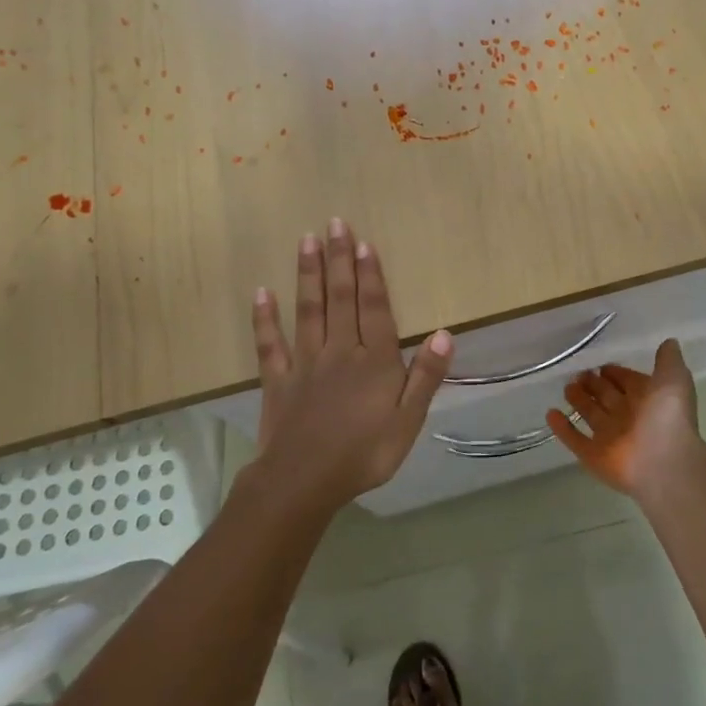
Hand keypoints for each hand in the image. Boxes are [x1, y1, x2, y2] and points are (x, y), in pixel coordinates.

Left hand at [251, 218, 453, 512]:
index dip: (370, 274)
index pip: (373, 308)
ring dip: (308, 275)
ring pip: (308, 311)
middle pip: (340, 298)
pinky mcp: (277, 380)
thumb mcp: (408, 421)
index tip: (363, 242)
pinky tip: (261, 293)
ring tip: (306, 241)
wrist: (304, 482)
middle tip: (334, 223)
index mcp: (374, 361)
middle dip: (339, 259)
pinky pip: (270, 344)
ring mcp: (305, 363)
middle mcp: (340, 351)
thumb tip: (444, 334)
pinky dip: (265, 318)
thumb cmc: (364, 453)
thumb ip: (426, 376)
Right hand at [546, 339, 702, 498]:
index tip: (601, 365)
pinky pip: (575, 440)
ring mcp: (610, 438)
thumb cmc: (669, 417)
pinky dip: (562, 428)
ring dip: (579, 402)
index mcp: (648, 400)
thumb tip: (669, 341)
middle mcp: (629, 418)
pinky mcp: (594, 457)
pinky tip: (550, 413)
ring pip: (591, 416)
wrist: (664, 463)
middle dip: (594, 385)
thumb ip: (668, 359)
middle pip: (607, 397)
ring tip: (566, 387)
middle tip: (579, 373)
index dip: (616, 374)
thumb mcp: (673, 378)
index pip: (628, 382)